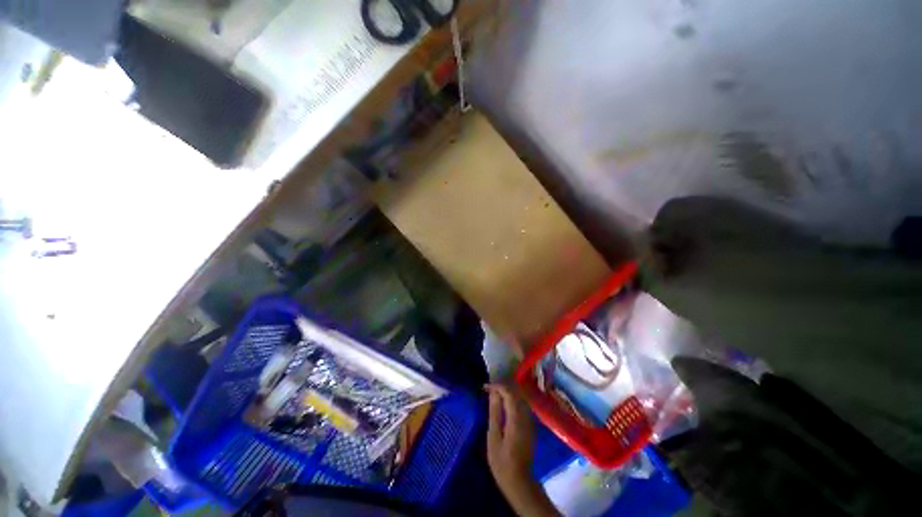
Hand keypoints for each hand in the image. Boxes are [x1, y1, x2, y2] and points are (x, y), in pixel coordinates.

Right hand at [486, 384, 558, 516]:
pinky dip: (512, 400)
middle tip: (488, 390)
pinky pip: (522, 405)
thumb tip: (493, 393)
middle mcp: (526, 416)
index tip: (485, 387)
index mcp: (516, 418)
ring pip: (520, 398)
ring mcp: (530, 420)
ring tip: (494, 396)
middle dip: (502, 387)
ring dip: (507, 393)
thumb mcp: (493, 437)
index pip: (509, 393)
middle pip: (516, 393)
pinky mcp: (530, 425)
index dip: (497, 386)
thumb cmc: (502, 462)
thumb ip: (494, 413)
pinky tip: (503, 405)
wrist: (520, 481)